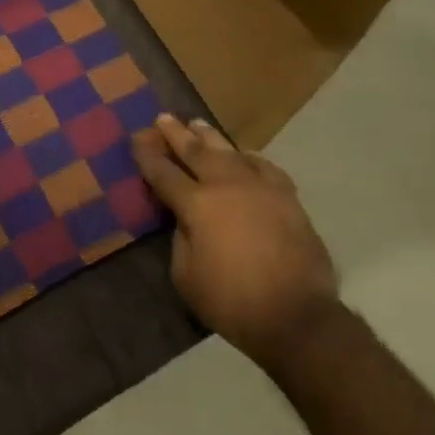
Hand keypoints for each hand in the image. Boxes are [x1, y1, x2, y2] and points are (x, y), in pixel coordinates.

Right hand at [133, 114, 338, 369]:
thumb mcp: (186, 277)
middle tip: (163, 117)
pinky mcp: (286, 198)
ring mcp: (258, 187)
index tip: (136, 139)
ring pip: (229, 151)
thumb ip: (180, 240)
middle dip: (176, 134)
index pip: (163, 173)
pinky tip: (244, 155)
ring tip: (197, 124)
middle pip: (195, 151)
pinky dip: (250, 157)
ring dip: (210, 137)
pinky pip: (264, 167)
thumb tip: (185, 221)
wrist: (298, 316)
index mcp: (195, 204)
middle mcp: (225, 185)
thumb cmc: (233, 302)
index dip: (147, 156)